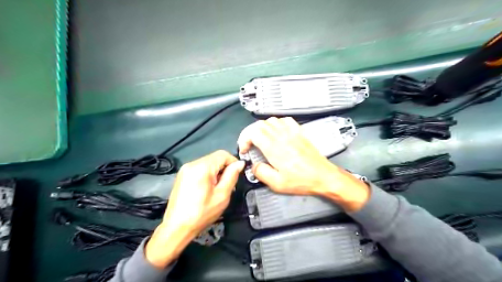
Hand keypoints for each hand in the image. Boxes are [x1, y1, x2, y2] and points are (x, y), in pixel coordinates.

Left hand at [145, 149, 245, 267]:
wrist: (177, 227)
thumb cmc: (201, 214)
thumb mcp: (222, 195)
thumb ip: (232, 176)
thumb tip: (240, 164)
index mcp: (202, 167)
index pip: (223, 154)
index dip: (233, 162)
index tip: (237, 174)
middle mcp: (192, 164)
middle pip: (215, 158)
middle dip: (224, 168)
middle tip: (227, 185)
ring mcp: (185, 169)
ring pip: (208, 162)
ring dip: (216, 172)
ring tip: (217, 188)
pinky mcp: (182, 175)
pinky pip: (200, 168)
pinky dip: (208, 174)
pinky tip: (207, 188)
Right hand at [238, 117, 369, 210]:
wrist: (323, 176)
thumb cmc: (301, 181)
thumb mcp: (277, 184)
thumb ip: (261, 173)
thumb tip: (254, 166)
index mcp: (273, 148)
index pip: (253, 132)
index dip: (244, 139)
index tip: (245, 150)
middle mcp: (281, 136)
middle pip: (260, 125)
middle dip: (250, 133)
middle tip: (250, 145)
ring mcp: (292, 132)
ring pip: (271, 120)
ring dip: (262, 128)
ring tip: (262, 139)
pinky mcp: (300, 132)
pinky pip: (285, 120)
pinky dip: (277, 124)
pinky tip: (277, 132)